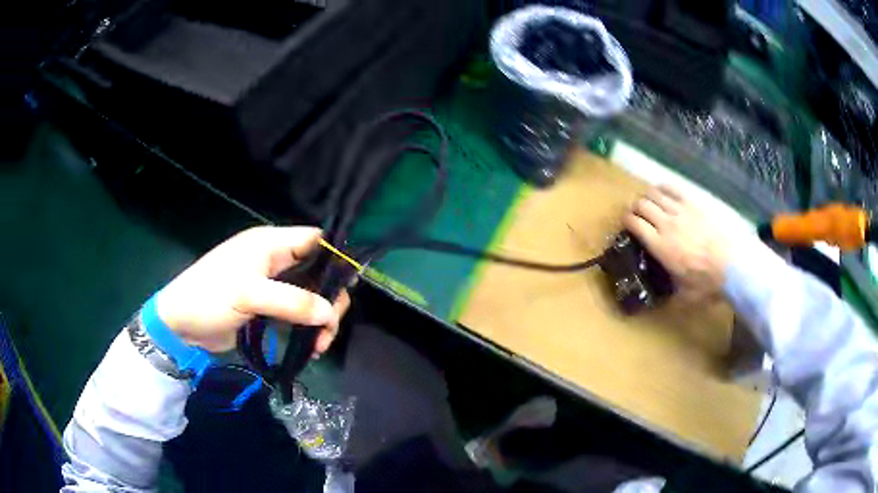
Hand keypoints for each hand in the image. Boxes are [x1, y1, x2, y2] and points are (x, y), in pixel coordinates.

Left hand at [154, 226, 349, 353]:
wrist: (180, 325)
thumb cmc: (210, 298)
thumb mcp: (249, 295)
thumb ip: (292, 301)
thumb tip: (330, 313)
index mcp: (270, 244)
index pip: (315, 239)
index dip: (336, 257)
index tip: (349, 286)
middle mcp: (275, 260)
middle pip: (319, 272)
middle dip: (330, 299)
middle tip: (328, 327)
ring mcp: (272, 286)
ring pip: (311, 297)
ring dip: (321, 320)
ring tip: (318, 346)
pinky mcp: (268, 308)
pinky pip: (298, 314)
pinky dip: (308, 329)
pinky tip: (310, 348)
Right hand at [622, 185, 736, 300]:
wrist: (733, 265)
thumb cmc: (707, 282)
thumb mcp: (685, 295)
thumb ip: (672, 292)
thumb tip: (666, 296)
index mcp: (660, 246)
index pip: (634, 224)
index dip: (626, 221)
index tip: (627, 225)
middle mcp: (666, 224)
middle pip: (641, 205)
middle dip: (635, 208)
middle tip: (637, 215)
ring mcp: (680, 211)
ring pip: (654, 194)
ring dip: (647, 197)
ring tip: (649, 203)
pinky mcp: (693, 204)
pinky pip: (672, 189)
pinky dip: (663, 188)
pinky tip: (663, 193)